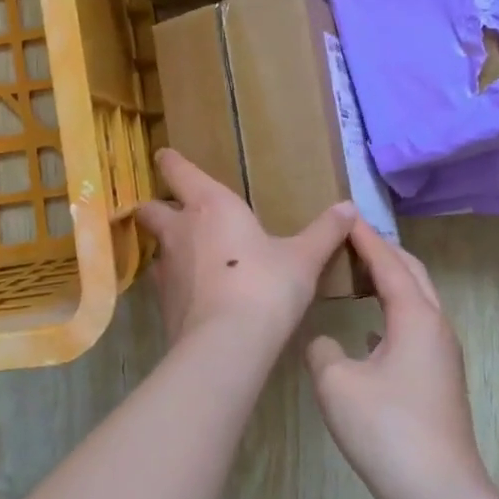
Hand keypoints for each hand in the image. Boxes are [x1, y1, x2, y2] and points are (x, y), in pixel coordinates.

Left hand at [135, 148, 356, 346]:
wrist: (227, 343)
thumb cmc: (267, 285)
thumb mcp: (303, 258)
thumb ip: (325, 232)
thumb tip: (349, 207)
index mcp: (210, 205)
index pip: (177, 171)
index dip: (169, 162)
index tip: (163, 155)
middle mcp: (180, 230)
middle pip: (150, 209)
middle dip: (157, 207)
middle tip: (173, 212)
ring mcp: (166, 268)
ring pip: (155, 247)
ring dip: (166, 247)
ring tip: (187, 255)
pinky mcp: (162, 303)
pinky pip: (163, 283)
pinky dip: (175, 283)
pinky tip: (194, 293)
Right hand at [307, 223, 488, 498]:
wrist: (437, 492)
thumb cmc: (385, 428)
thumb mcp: (336, 383)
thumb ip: (322, 350)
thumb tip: (325, 343)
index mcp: (415, 317)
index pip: (388, 263)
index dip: (365, 238)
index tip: (345, 214)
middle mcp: (436, 327)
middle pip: (413, 274)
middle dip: (384, 252)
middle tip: (351, 239)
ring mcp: (442, 356)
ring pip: (417, 302)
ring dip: (390, 282)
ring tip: (356, 276)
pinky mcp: (439, 380)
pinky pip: (414, 329)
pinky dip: (391, 314)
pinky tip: (368, 331)